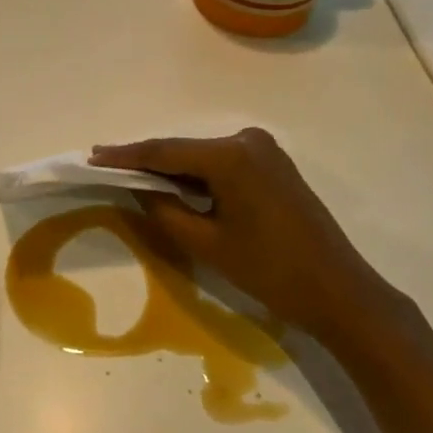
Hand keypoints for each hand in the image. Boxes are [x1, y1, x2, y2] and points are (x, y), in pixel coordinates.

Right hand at [90, 128, 392, 343]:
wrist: (339, 291)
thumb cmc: (270, 270)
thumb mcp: (206, 243)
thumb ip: (164, 209)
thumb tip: (140, 187)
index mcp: (231, 156)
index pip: (165, 151)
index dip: (126, 155)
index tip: (92, 156)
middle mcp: (247, 141)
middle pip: (184, 150)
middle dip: (146, 160)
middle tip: (107, 166)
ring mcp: (264, 150)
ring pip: (202, 157)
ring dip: (171, 168)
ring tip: (131, 175)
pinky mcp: (273, 164)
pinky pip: (222, 164)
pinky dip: (197, 175)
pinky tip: (174, 184)